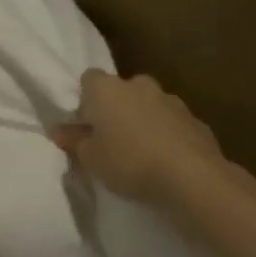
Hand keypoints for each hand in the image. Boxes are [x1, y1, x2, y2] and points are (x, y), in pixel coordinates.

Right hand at [51, 69, 225, 205]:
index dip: (85, 99)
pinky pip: (172, 123)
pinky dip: (166, 135)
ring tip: (140, 153)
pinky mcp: (196, 121)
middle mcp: (139, 86)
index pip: (89, 78)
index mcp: (107, 89)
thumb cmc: (129, 161)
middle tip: (110, 138)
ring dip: (142, 121)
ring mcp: (171, 101)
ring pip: (149, 105)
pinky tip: (165, 160)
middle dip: (116, 108)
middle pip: (121, 90)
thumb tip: (59, 130)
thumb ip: (73, 141)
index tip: (84, 123)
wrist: (191, 177)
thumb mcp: (89, 158)